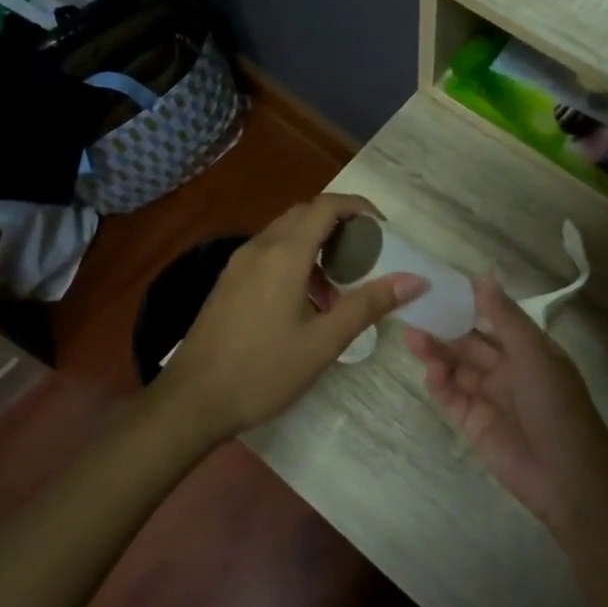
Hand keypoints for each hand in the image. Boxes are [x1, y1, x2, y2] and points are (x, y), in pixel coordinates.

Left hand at [155, 194, 425, 439]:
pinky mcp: (228, 281)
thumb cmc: (263, 370)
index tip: (384, 230)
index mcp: (284, 254)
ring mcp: (239, 264)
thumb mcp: (324, 341)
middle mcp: (260, 247)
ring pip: (285, 234)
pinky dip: (295, 261)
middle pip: (305, 214)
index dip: (359, 208)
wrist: (193, 400)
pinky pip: (268, 254)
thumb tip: (414, 280)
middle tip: (367, 256)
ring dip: (316, 246)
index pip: (327, 206)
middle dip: (340, 225)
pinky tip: (305, 303)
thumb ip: (368, 305)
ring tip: (338, 289)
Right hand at [403, 275, 607, 533]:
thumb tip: (482, 276)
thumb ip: (504, 318)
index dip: (467, 302)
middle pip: (468, 341)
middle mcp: (506, 368)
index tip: (439, 285)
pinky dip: (438, 382)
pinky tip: (432, 371)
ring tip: (412, 337)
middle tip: (414, 310)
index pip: (492, 317)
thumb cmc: (557, 405)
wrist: (568, 476)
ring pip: (455, 366)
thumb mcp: (534, 354)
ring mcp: (488, 396)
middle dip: (444, 326)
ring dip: (436, 351)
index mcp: (526, 348)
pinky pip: (450, 396)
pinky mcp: (472, 422)